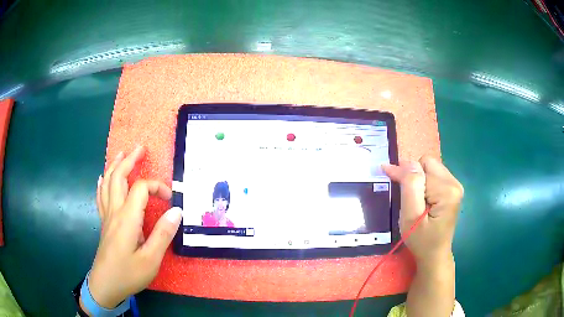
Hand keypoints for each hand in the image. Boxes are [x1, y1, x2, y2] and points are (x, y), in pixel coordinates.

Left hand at [84, 146, 181, 310]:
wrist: (105, 285)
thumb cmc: (128, 274)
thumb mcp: (150, 260)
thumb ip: (163, 234)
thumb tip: (177, 211)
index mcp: (127, 218)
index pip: (140, 189)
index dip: (156, 187)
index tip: (170, 199)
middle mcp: (115, 211)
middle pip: (119, 177)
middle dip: (130, 161)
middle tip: (140, 148)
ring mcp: (107, 216)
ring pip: (108, 183)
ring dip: (115, 166)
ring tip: (122, 154)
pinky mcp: (104, 223)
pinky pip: (101, 196)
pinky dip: (103, 183)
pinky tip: (103, 178)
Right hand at [382, 155, 462, 265]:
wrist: (434, 254)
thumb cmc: (421, 240)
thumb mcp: (410, 216)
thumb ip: (410, 186)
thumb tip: (407, 162)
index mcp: (447, 190)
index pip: (421, 166)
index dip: (404, 171)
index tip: (386, 172)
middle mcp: (455, 183)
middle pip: (428, 163)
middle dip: (413, 175)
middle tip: (405, 195)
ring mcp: (456, 186)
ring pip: (430, 167)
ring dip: (419, 179)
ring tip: (414, 199)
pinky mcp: (453, 190)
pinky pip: (434, 174)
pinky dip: (424, 182)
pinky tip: (422, 198)